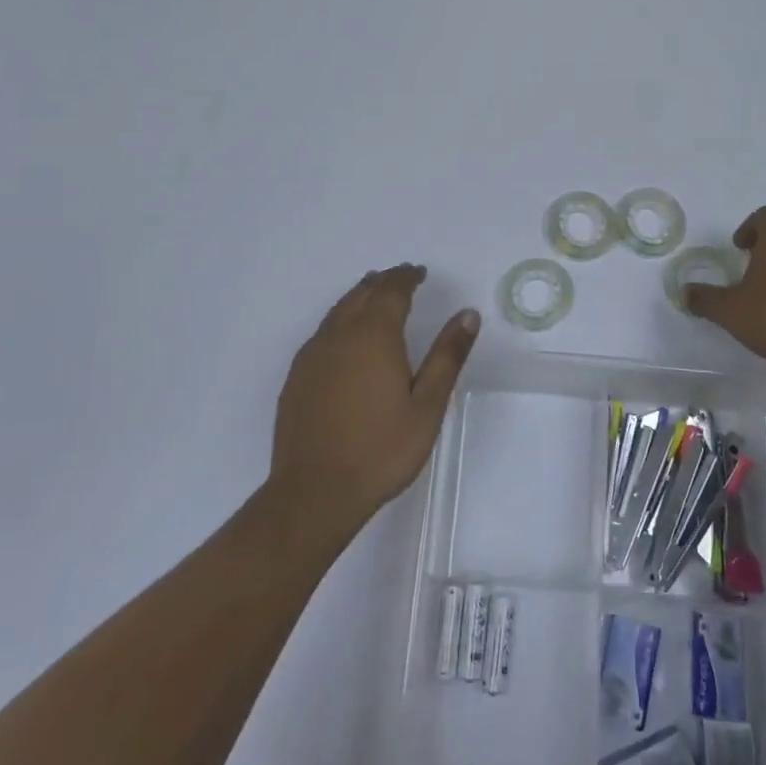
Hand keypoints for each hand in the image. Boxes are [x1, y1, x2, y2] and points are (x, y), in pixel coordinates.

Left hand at [269, 264, 479, 536]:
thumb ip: (447, 356)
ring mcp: (313, 355)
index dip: (407, 277)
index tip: (419, 273)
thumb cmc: (381, 450)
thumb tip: (468, 314)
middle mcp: (339, 335)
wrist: (315, 491)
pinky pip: (322, 331)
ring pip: (338, 310)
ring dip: (359, 296)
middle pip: (361, 293)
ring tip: (374, 294)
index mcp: (374, 336)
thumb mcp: (427, 405)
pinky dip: (340, 319)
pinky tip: (345, 337)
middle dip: (383, 281)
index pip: (391, 291)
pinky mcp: (297, 376)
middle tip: (401, 278)